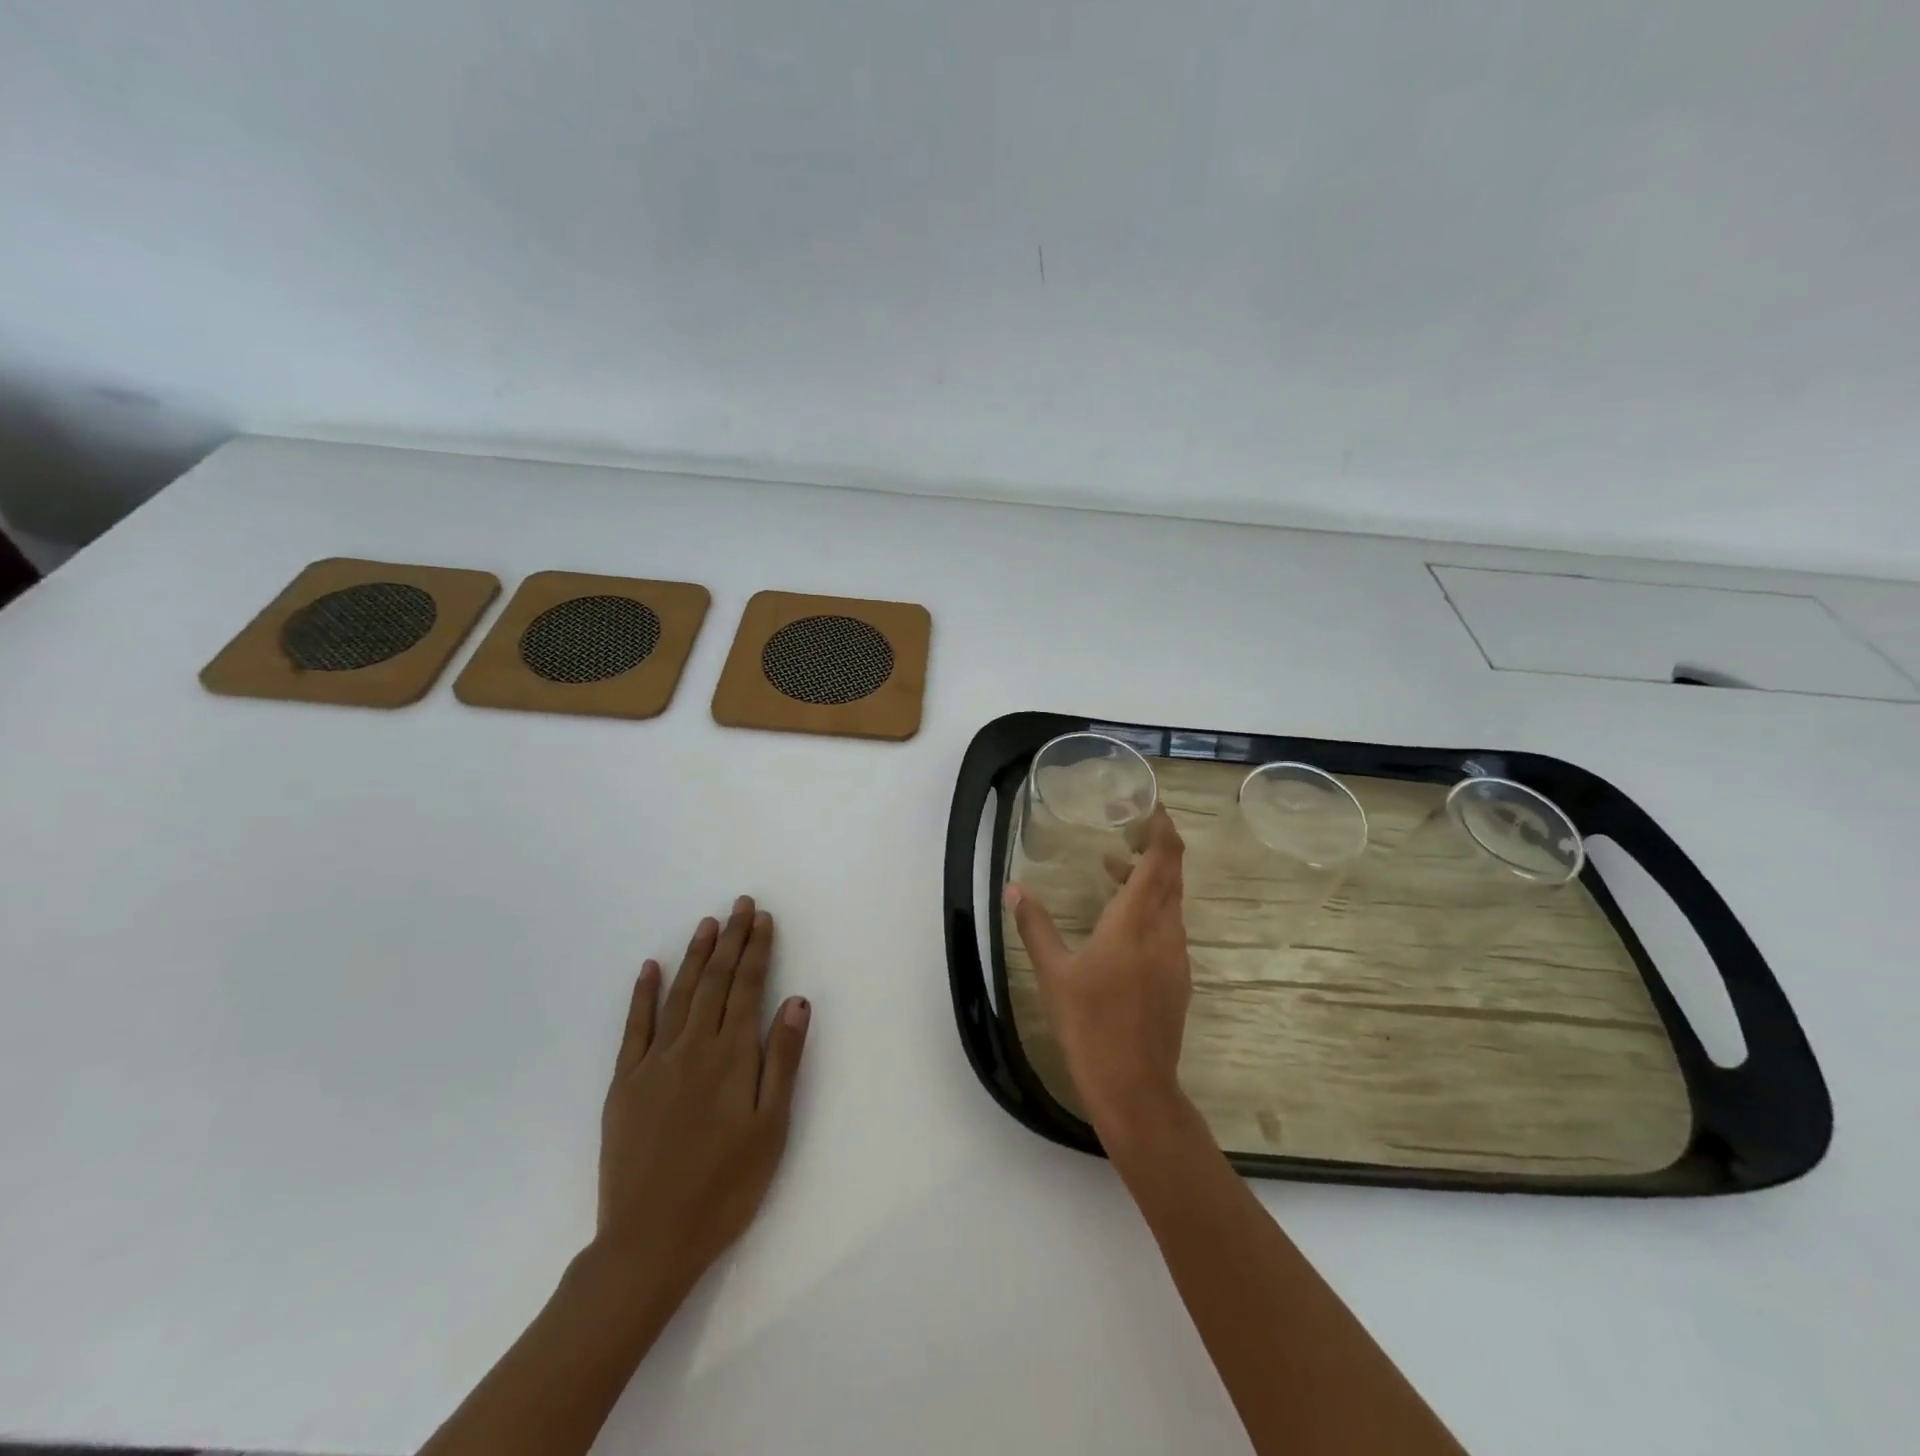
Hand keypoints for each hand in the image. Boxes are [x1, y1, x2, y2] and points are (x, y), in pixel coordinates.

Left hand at [593, 896, 810, 1301]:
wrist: (650, 1240)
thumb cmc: (725, 1187)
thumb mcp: (771, 1127)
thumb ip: (783, 1060)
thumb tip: (796, 1000)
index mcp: (732, 1056)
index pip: (748, 987)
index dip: (757, 950)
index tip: (763, 918)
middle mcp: (694, 1046)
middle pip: (715, 981)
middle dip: (731, 940)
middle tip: (740, 905)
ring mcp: (654, 1062)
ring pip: (679, 994)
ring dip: (695, 955)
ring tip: (707, 924)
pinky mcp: (625, 1083)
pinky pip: (635, 1027)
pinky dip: (643, 994)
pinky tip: (650, 968)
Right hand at [1006, 807, 1191, 1137]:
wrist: (1134, 1086)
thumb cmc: (1090, 1024)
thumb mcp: (1054, 973)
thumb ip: (1035, 926)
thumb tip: (1013, 889)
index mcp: (1135, 921)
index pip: (1162, 859)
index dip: (1163, 828)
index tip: (1151, 806)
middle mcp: (1165, 931)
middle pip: (1172, 875)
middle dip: (1156, 846)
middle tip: (1129, 826)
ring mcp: (1176, 956)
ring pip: (1172, 901)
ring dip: (1150, 878)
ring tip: (1113, 868)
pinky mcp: (1177, 978)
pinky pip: (1170, 926)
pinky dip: (1151, 907)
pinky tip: (1122, 920)